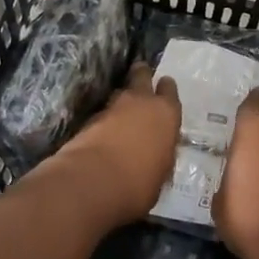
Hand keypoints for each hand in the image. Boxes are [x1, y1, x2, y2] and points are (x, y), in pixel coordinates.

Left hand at [54, 63, 181, 222]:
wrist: (94, 181)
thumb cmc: (139, 183)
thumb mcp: (161, 173)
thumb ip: (160, 155)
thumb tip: (156, 155)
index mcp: (166, 113)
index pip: (169, 89)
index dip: (166, 89)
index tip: (163, 89)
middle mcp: (141, 102)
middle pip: (141, 74)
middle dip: (141, 75)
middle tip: (140, 80)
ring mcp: (113, 107)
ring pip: (119, 92)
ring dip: (122, 100)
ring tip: (122, 111)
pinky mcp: (89, 118)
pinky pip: (102, 112)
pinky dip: (105, 119)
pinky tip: (105, 131)